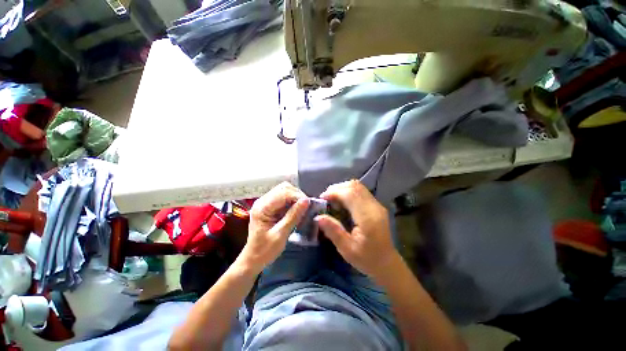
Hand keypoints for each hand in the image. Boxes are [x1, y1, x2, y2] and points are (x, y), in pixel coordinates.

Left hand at [238, 182, 308, 272]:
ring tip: (303, 208)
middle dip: (297, 195)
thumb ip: (293, 216)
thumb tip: (306, 200)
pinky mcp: (270, 206)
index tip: (309, 204)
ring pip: (285, 191)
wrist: (253, 259)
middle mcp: (263, 201)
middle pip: (284, 188)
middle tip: (307, 206)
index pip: (283, 192)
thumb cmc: (265, 250)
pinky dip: (293, 201)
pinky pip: (284, 198)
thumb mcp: (281, 234)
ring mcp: (266, 202)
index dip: (297, 196)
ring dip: (296, 197)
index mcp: (262, 207)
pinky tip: (297, 210)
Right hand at [316, 180, 397, 279]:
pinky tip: (342, 202)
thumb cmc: (367, 259)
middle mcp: (374, 207)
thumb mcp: (347, 249)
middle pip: (354, 186)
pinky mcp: (376, 205)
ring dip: (342, 189)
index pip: (350, 194)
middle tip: (325, 199)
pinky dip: (348, 192)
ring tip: (332, 199)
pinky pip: (360, 191)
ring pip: (357, 186)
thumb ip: (333, 231)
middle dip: (337, 189)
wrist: (387, 263)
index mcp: (367, 217)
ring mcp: (376, 204)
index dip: (334, 192)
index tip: (321, 199)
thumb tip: (318, 217)